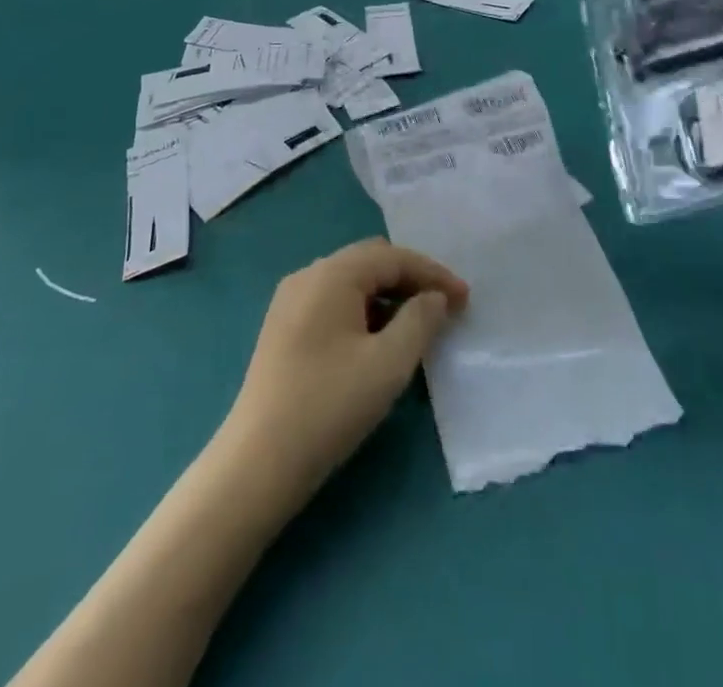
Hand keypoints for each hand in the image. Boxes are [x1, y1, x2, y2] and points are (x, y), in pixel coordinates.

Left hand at [221, 239, 466, 500]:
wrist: (256, 465)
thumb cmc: (328, 407)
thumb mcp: (389, 364)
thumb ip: (420, 321)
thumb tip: (434, 298)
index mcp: (332, 274)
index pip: (393, 257)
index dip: (433, 274)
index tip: (466, 299)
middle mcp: (308, 275)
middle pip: (371, 261)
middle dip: (411, 280)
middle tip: (444, 307)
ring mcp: (290, 301)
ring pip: (352, 282)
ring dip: (389, 296)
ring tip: (418, 326)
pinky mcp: (284, 328)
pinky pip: (334, 302)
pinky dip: (365, 310)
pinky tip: (379, 340)